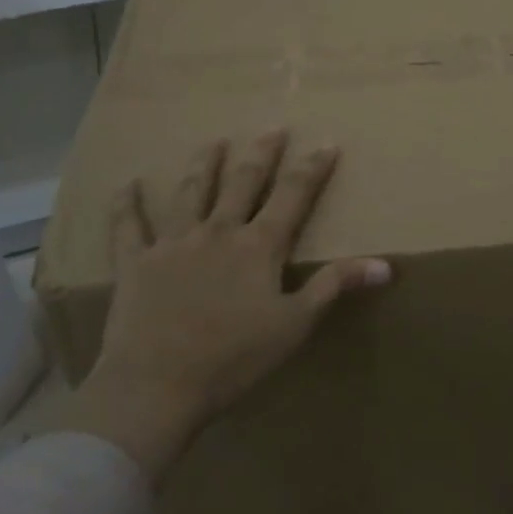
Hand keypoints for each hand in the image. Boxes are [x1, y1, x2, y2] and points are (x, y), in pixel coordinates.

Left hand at [73, 130, 390, 480]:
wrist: (156, 386)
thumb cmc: (233, 359)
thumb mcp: (295, 325)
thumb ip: (335, 286)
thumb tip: (386, 264)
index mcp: (258, 246)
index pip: (293, 196)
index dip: (313, 169)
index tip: (327, 143)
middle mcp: (218, 231)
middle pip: (244, 182)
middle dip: (262, 153)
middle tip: (273, 128)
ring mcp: (174, 242)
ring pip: (192, 192)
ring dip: (205, 164)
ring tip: (213, 141)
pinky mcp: (135, 262)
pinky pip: (128, 227)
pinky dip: (126, 204)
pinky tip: (126, 184)